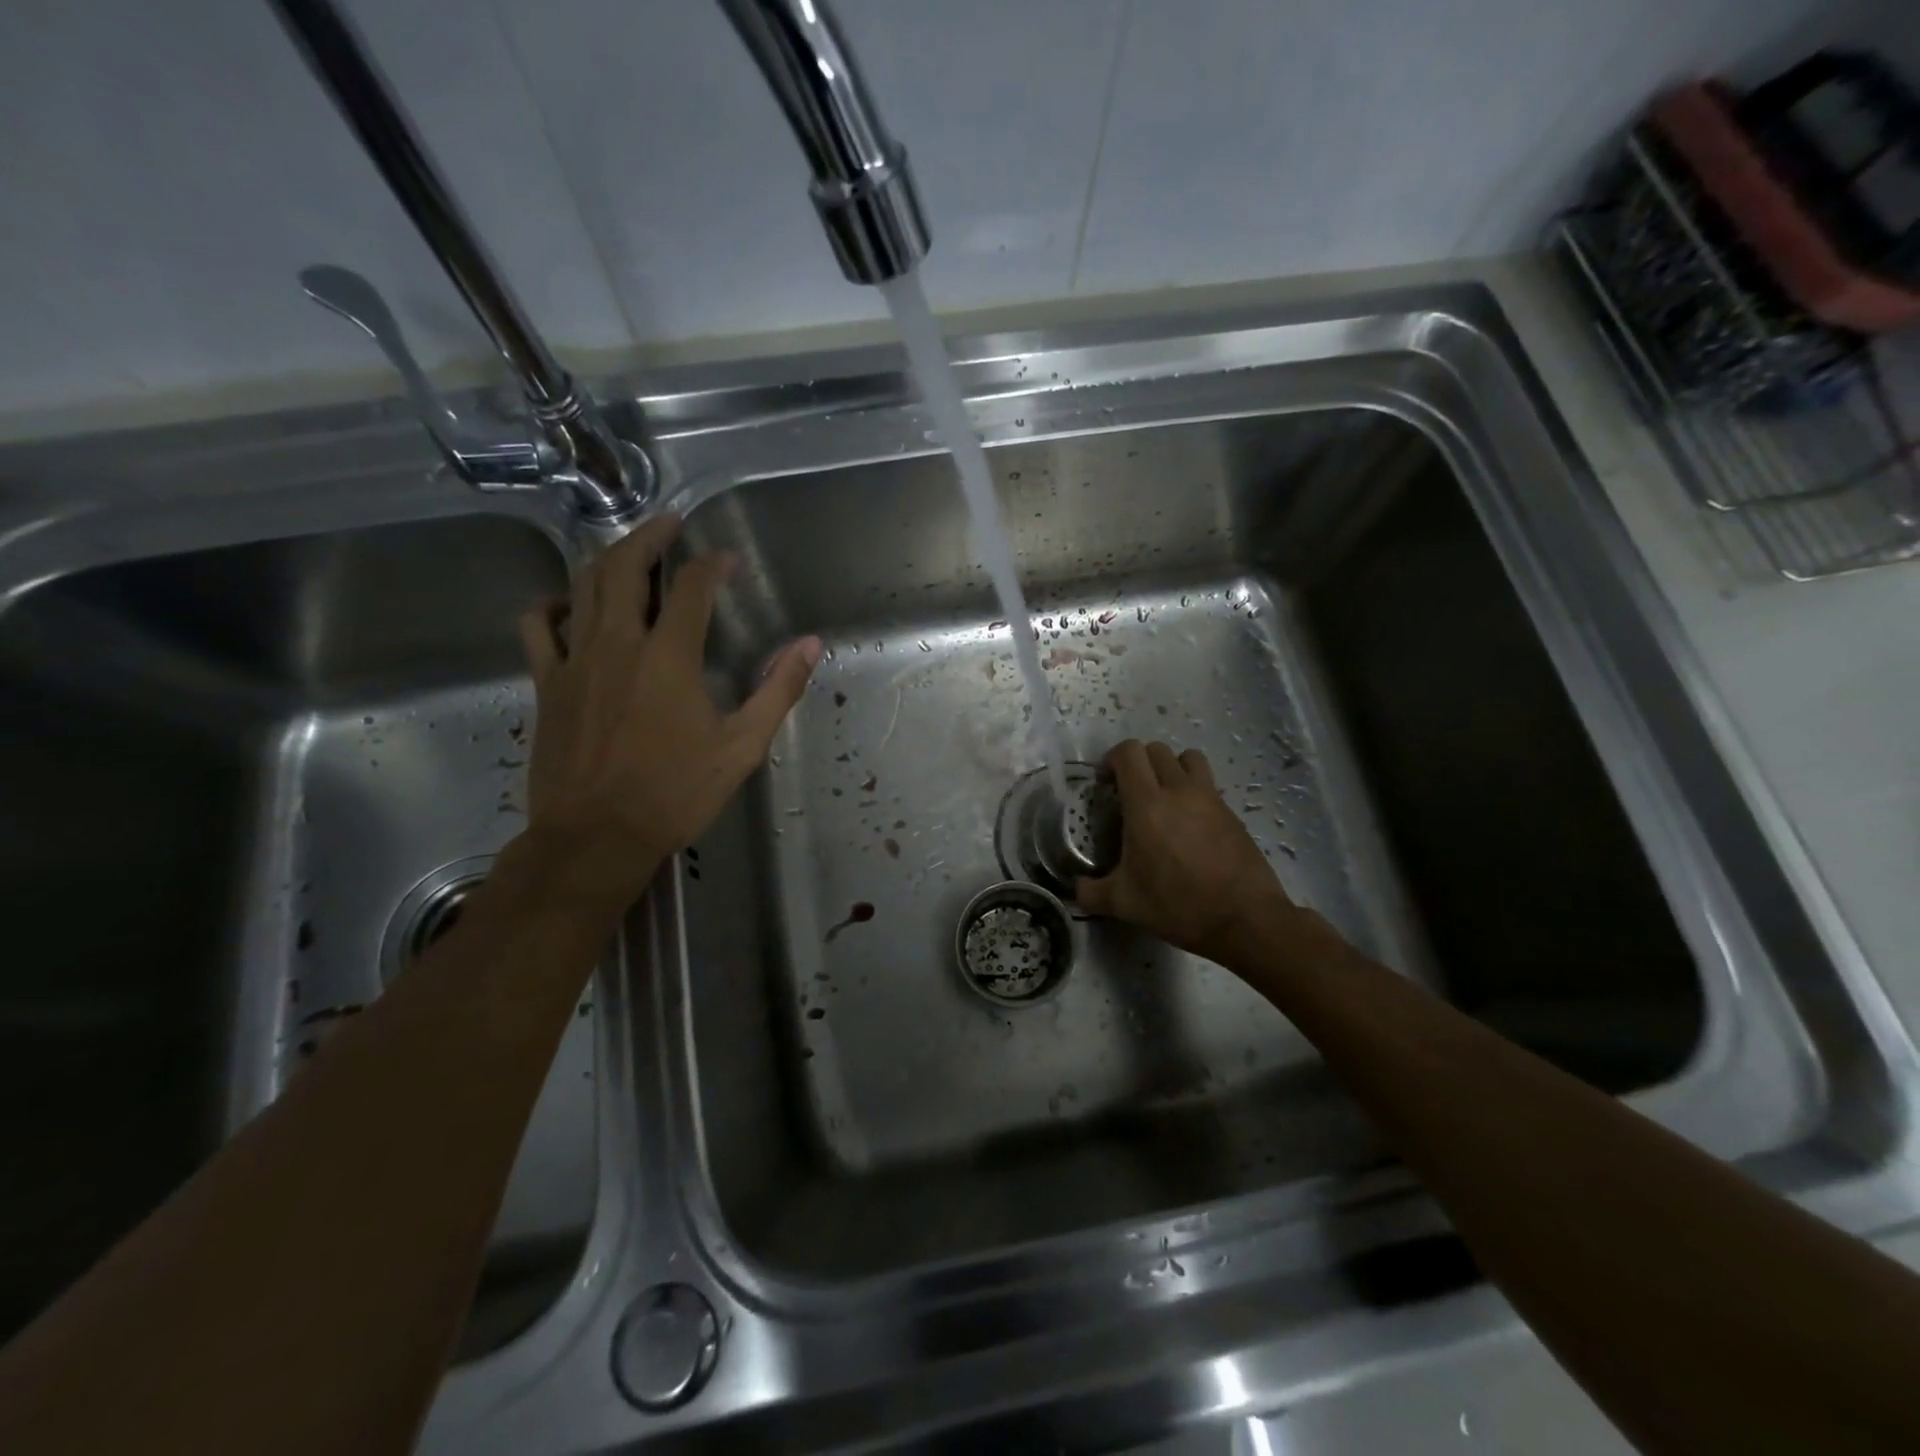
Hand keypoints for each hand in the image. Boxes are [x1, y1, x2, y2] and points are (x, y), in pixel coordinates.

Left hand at [516, 515, 820, 911]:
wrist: (596, 836)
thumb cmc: (675, 793)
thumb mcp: (742, 746)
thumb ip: (777, 690)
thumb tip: (810, 645)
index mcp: (669, 658)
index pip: (693, 588)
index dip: (713, 565)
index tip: (728, 561)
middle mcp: (618, 645)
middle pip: (624, 567)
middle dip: (649, 536)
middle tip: (669, 523)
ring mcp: (574, 661)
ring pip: (582, 587)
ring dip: (607, 559)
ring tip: (628, 551)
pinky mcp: (547, 683)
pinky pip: (538, 626)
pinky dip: (553, 605)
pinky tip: (568, 606)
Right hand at [1076, 739, 1293, 961]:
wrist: (1245, 919)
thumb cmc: (1178, 905)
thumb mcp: (1124, 904)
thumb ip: (1091, 892)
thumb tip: (1076, 888)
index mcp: (1147, 804)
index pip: (1128, 753)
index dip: (1111, 759)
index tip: (1104, 784)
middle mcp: (1178, 790)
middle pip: (1156, 749)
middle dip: (1138, 763)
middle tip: (1129, 792)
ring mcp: (1209, 798)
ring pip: (1187, 758)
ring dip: (1170, 767)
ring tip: (1163, 796)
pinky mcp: (1231, 812)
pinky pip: (1207, 784)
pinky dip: (1193, 790)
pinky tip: (1189, 824)